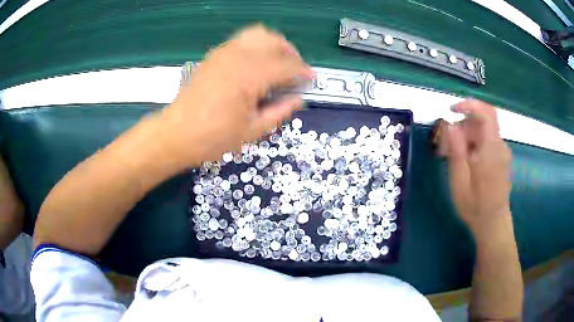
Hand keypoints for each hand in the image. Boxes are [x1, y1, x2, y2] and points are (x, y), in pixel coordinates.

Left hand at [160, 25, 312, 165]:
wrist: (176, 134)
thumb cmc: (212, 138)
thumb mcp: (252, 131)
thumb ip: (279, 112)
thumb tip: (298, 99)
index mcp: (250, 76)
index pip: (287, 66)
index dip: (304, 72)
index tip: (311, 81)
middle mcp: (238, 56)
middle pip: (275, 41)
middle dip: (291, 54)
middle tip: (295, 72)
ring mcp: (224, 52)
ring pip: (259, 34)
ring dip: (274, 45)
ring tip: (278, 63)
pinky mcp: (214, 55)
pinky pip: (242, 40)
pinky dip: (257, 46)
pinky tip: (256, 64)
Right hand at [435, 99, 511, 234]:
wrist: (492, 223)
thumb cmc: (475, 206)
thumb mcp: (460, 181)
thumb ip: (456, 150)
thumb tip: (449, 124)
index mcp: (491, 149)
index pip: (485, 113)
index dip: (468, 105)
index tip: (451, 111)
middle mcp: (499, 145)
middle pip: (481, 121)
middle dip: (462, 125)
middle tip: (445, 143)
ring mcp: (501, 151)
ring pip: (482, 130)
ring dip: (465, 135)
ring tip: (451, 154)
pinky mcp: (500, 156)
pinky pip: (485, 140)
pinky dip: (472, 142)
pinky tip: (463, 159)